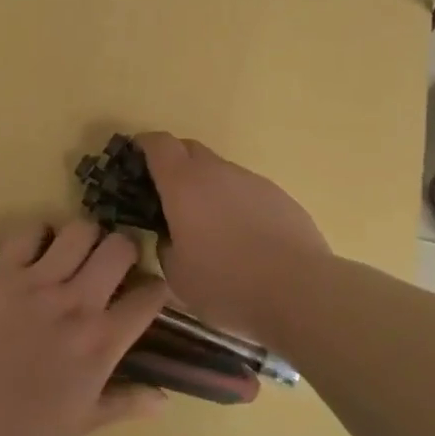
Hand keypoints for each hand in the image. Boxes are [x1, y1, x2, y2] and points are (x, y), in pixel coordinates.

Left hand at [0, 221, 170, 435]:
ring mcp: (39, 280)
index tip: (150, 292)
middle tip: (114, 263)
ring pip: (80, 231)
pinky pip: (30, 232)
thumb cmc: (17, 426)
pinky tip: (37, 247)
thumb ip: (124, 404)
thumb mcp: (79, 425)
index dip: (158, 289)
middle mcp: (78, 301)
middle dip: (125, 249)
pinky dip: (39, 233)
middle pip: (119, 249)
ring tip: (78, 250)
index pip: (149, 297)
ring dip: (85, 236)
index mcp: (101, 341)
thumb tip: (165, 399)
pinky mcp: (3, 269)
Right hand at [134, 132, 331, 346]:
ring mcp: (253, 181)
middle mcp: (218, 172)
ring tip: (208, 226)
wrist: (301, 292)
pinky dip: (235, 204)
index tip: (133, 161)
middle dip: (173, 163)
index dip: (142, 146)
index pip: (157, 144)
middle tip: (165, 196)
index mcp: (183, 184)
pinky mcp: (280, 197)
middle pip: (189, 149)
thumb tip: (170, 236)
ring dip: (207, 187)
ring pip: (220, 172)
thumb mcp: (177, 275)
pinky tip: (243, 239)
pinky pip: (247, 191)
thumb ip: (165, 246)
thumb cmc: (227, 283)